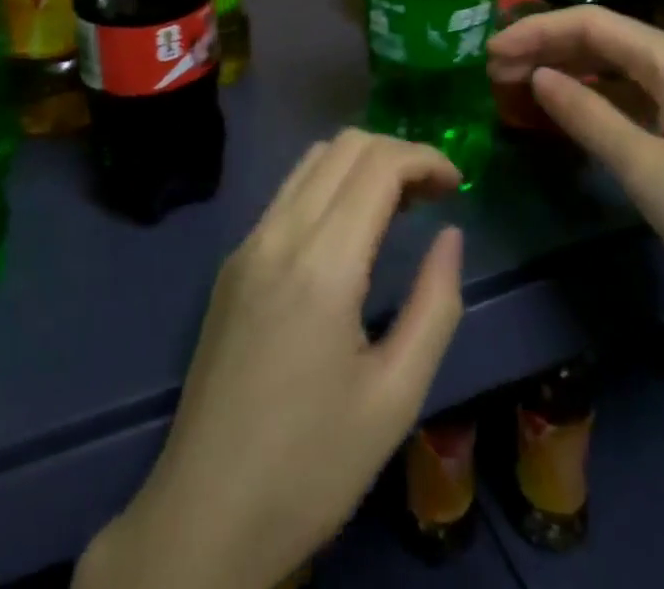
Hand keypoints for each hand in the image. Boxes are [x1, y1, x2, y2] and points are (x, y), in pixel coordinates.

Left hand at [78, 129, 465, 588]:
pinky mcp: (234, 263)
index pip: (377, 164)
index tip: (459, 185)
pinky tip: (352, 230)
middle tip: (434, 194)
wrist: (204, 516)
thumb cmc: (312, 466)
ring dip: (362, 164)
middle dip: (397, 153)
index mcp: (322, 263)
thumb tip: (451, 234)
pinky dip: (330, 185)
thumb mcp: (396, 397)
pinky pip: (288, 194)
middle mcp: (279, 233)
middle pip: (344, 146)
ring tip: (400, 205)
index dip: (425, 158)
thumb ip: (435, 305)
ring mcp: (249, 244)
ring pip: (311, 161)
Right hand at [487, 5, 663, 328]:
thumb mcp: (645, 169)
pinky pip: (638, 89)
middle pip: (605, 37)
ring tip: (521, 86)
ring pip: (620, 62)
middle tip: (496, 72)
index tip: (490, 53)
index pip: (591, 23)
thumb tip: (538, 76)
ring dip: (570, 69)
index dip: (536, 32)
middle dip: (548, 47)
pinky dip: (599, 93)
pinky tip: (571, 108)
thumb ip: (587, 115)